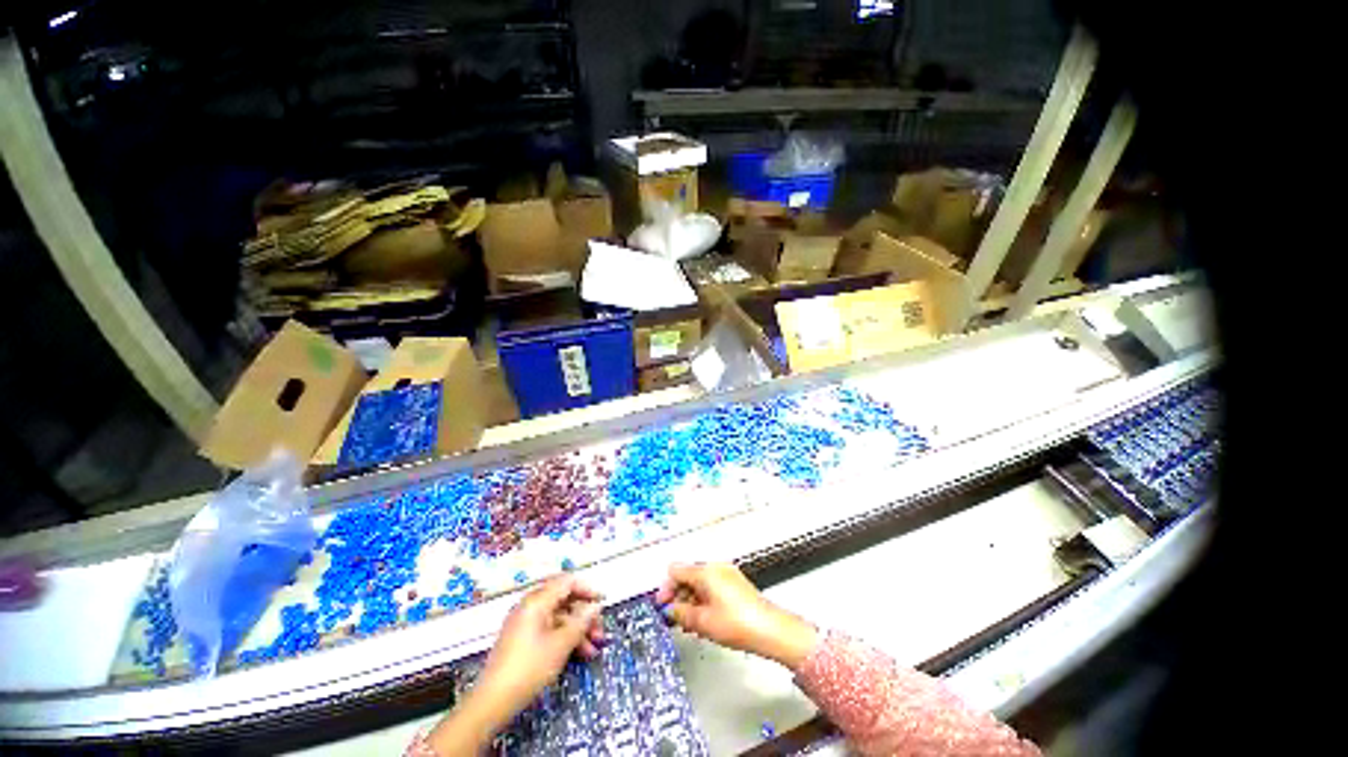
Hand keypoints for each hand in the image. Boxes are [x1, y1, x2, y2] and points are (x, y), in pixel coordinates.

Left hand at [428, 575, 603, 753]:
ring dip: (577, 630)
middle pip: (563, 600)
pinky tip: (578, 654)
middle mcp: (529, 606)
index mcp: (536, 601)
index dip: (587, 589)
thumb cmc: (529, 668)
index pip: (566, 582)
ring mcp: (524, 623)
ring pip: (558, 617)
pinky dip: (564, 638)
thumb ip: (580, 622)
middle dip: (584, 615)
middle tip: (600, 631)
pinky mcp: (522, 639)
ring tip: (593, 649)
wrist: (492, 702)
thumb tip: (594, 606)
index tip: (602, 602)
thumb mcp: (560, 645)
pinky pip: (549, 629)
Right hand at [655, 562, 818, 671]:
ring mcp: (727, 574)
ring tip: (690, 624)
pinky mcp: (736, 583)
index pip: (676, 570)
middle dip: (678, 596)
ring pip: (700, 582)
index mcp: (705, 571)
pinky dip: (704, 600)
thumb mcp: (702, 622)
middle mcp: (715, 567)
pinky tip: (705, 620)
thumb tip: (669, 610)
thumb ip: (681, 614)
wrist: (771, 629)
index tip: (662, 608)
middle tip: (675, 619)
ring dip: (691, 600)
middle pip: (688, 575)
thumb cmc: (735, 624)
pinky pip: (712, 586)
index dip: (666, 588)